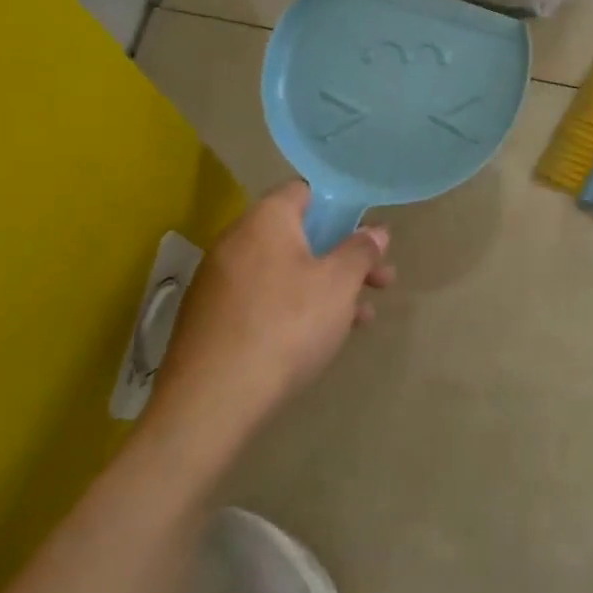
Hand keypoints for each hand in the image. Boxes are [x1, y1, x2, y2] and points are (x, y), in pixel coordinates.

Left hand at [138, 182, 393, 474]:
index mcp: (265, 221)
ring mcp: (219, 282)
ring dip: (326, 287)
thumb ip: (361, 252)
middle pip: (299, 236)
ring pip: (285, 272)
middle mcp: (236, 242)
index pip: (304, 191)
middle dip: (343, 256)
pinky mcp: (211, 320)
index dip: (340, 206)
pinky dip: (295, 308)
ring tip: (361, 317)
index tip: (367, 232)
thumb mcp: (339, 285)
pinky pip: (264, 299)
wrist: (212, 401)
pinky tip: (322, 338)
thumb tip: (375, 232)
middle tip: (381, 280)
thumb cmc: (287, 326)